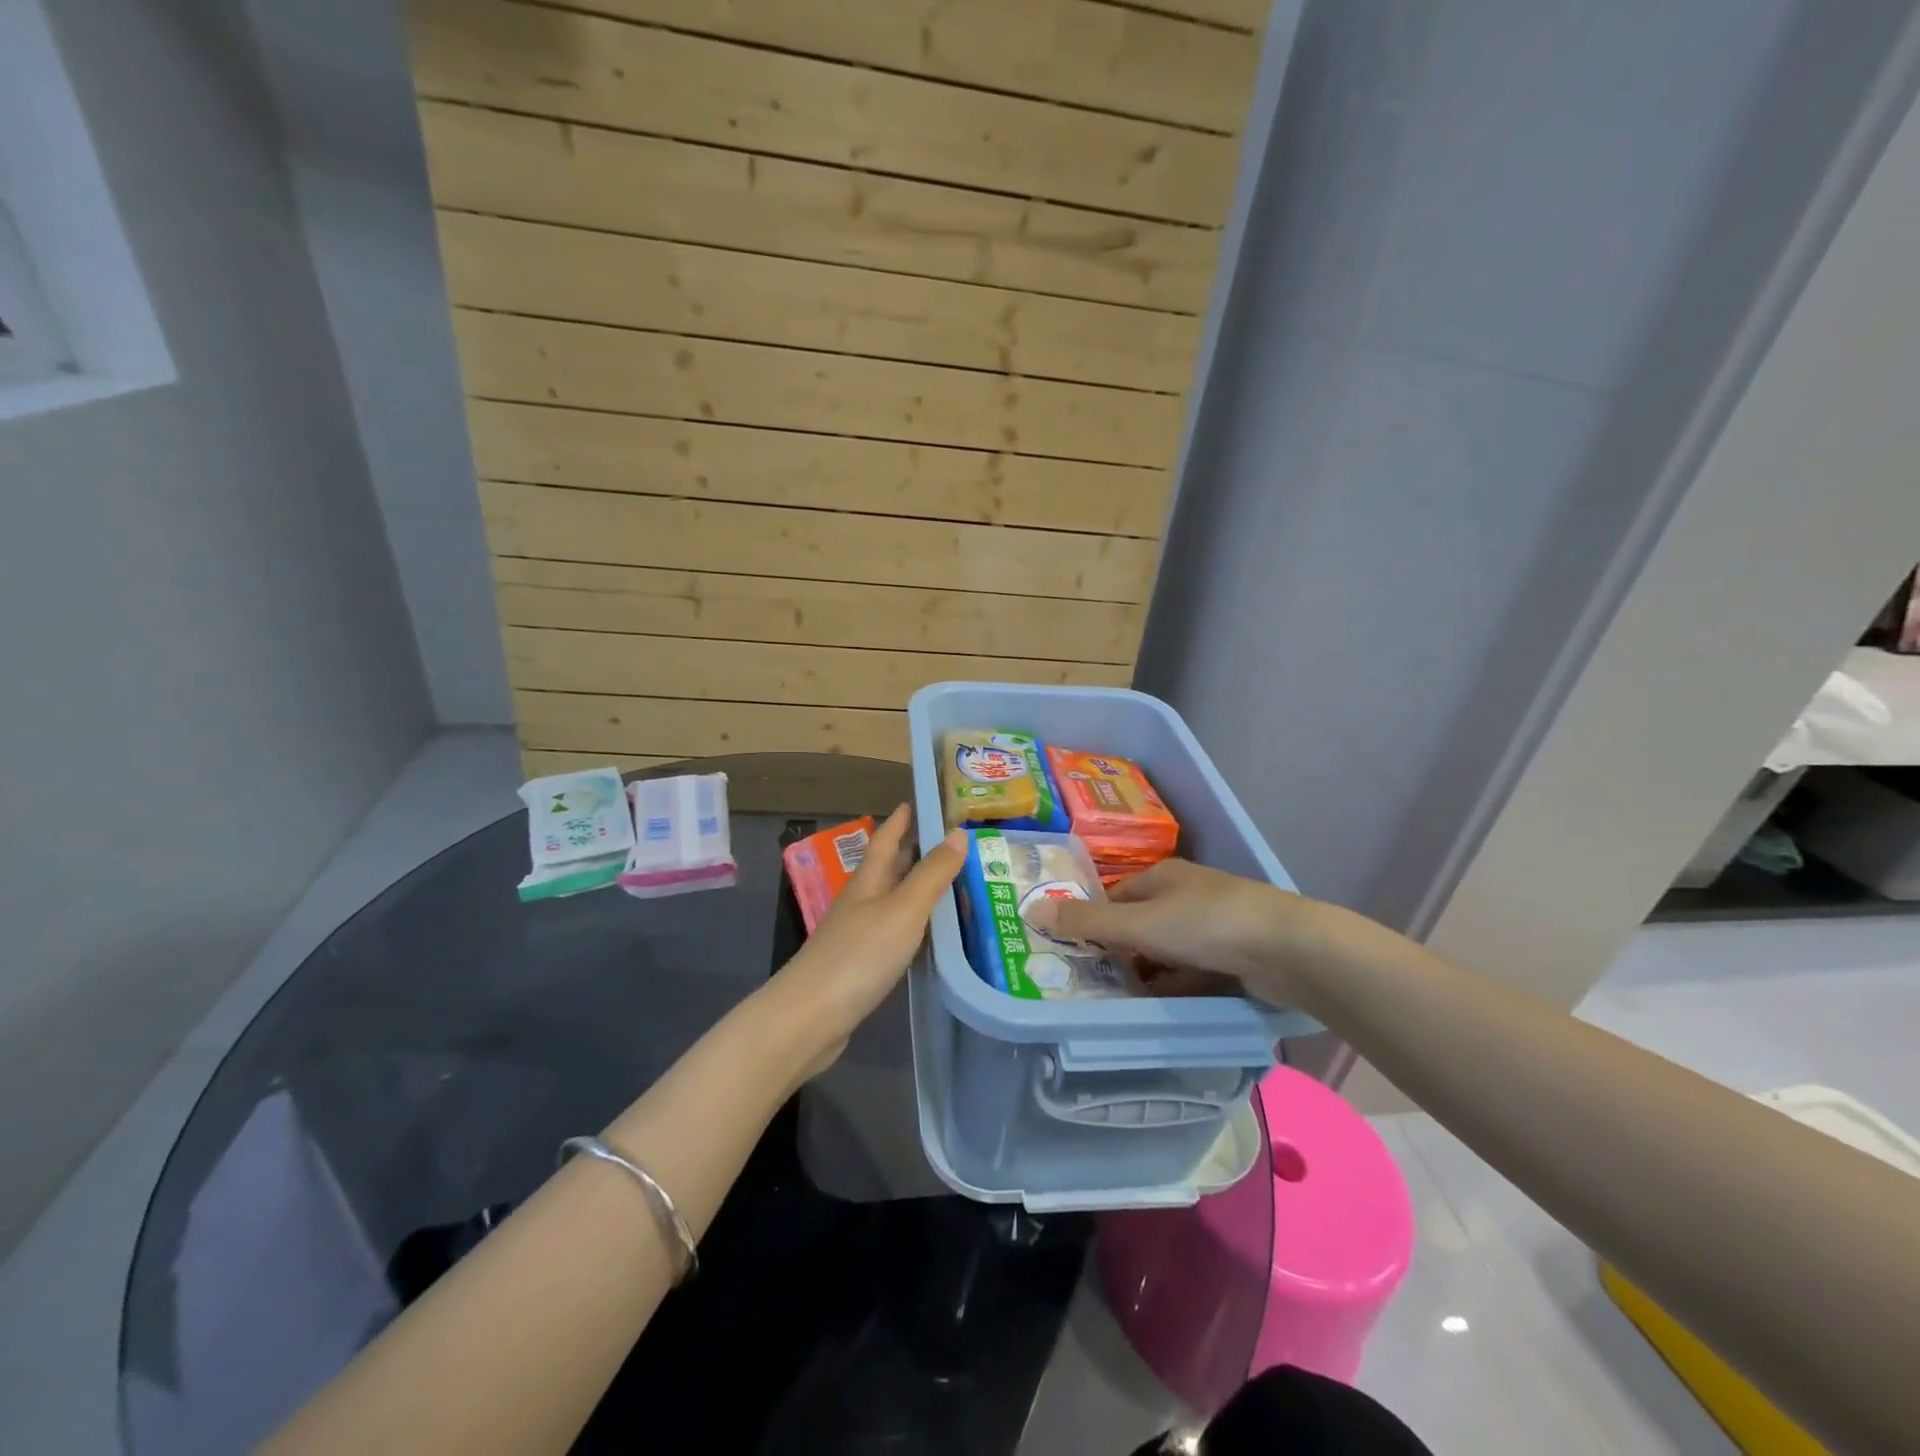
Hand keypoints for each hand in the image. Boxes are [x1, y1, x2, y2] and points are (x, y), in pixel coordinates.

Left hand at [770, 804, 967, 1071]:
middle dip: (915, 851)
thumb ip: (932, 874)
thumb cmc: (858, 956)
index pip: (886, 839)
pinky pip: (895, 933)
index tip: (919, 800)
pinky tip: (932, 934)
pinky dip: (916, 925)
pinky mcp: (861, 966)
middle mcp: (862, 902)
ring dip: (918, 889)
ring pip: (894, 901)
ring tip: (953, 883)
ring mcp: (859, 935)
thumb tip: (958, 832)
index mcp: (868, 881)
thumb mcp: (903, 909)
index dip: (902, 819)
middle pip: (890, 868)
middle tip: (952, 841)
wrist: (810, 1018)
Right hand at [1022, 858, 1320, 1001]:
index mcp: (1164, 877)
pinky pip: (1195, 972)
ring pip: (1170, 952)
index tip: (1077, 951)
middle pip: (1143, 925)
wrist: (1288, 950)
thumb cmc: (1206, 924)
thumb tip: (1032, 909)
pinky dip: (1178, 987)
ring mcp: (1216, 927)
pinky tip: (1164, 1007)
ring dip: (1150, 973)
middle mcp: (1188, 896)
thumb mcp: (1139, 924)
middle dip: (1122, 953)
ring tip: (1123, 1002)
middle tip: (1095, 984)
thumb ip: (1088, 923)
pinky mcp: (1237, 956)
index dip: (1096, 921)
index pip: (1118, 897)